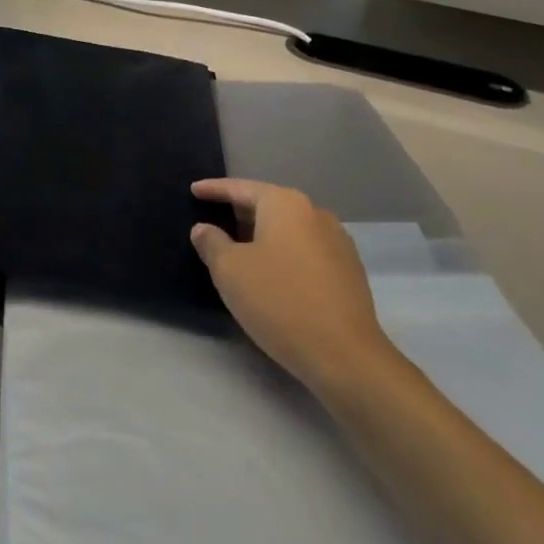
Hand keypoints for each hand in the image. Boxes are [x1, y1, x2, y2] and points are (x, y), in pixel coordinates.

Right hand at [190, 179, 393, 394]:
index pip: (241, 188)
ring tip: (239, 248)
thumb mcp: (230, 271)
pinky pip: (305, 250)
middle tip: (213, 220)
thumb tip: (204, 229)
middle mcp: (315, 213)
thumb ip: (211, 243)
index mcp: (286, 204)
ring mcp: (337, 241)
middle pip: (268, 205)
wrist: (345, 355)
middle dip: (239, 212)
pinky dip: (283, 253)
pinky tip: (271, 272)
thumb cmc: (279, 301)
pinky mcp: (349, 270)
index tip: (194, 190)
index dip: (214, 189)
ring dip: (262, 235)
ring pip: (288, 229)